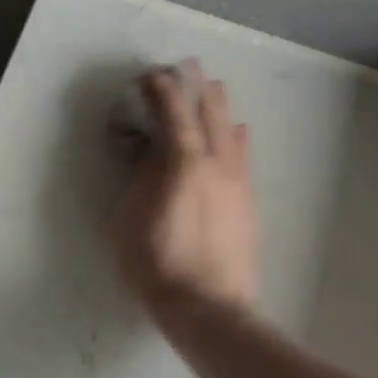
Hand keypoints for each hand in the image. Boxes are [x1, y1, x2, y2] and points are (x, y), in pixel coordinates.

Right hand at [112, 65, 260, 324]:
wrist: (209, 307)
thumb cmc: (157, 264)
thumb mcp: (129, 219)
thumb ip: (141, 177)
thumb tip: (151, 150)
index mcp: (184, 163)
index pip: (174, 113)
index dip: (162, 90)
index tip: (151, 75)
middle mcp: (217, 164)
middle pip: (209, 114)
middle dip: (196, 88)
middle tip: (186, 70)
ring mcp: (237, 183)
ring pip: (232, 132)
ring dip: (219, 108)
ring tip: (213, 90)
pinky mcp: (248, 203)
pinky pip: (244, 157)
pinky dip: (237, 137)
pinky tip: (238, 133)